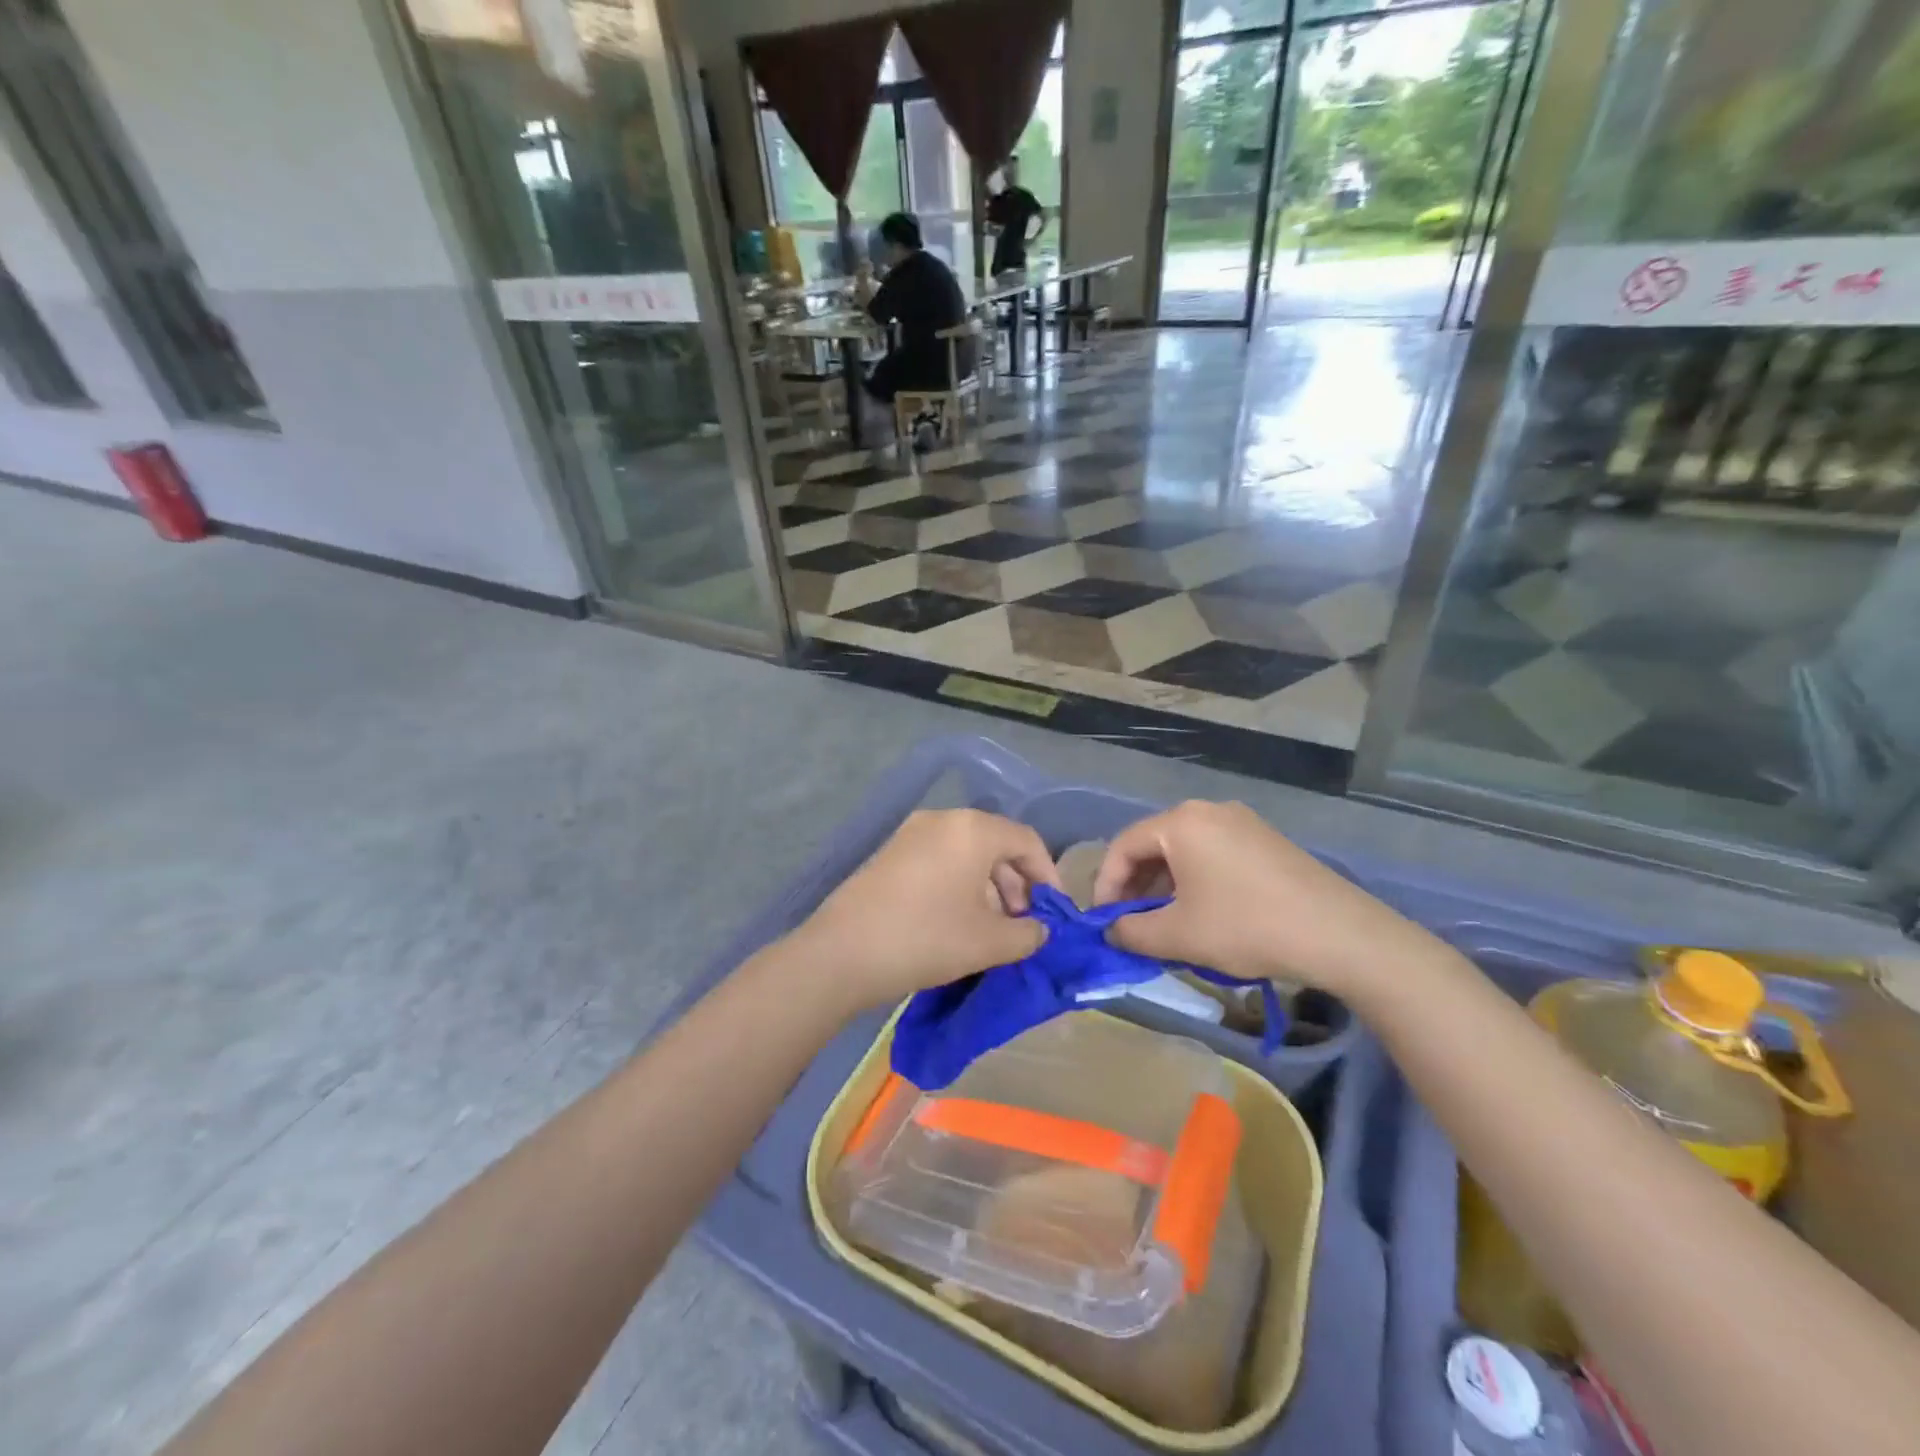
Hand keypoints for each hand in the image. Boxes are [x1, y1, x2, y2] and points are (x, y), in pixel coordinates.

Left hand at [795, 810, 1059, 1012]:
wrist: (841, 953)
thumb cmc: (926, 939)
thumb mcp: (989, 942)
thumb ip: (1028, 934)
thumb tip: (1039, 930)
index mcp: (972, 829)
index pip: (1026, 840)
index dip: (1048, 875)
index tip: (1055, 911)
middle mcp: (942, 820)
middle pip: (995, 843)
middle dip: (1017, 883)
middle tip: (1022, 924)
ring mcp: (910, 833)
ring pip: (966, 853)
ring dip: (988, 887)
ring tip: (991, 928)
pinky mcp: (889, 853)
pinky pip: (939, 860)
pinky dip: (958, 884)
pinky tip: (956, 921)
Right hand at [1093, 801, 1426, 997]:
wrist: (1339, 934)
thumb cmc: (1246, 927)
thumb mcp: (1178, 935)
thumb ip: (1131, 932)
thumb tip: (1110, 931)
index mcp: (1181, 822)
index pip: (1123, 846)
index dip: (1105, 884)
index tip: (1103, 921)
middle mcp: (1208, 811)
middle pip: (1153, 844)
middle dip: (1134, 886)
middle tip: (1129, 923)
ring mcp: (1241, 822)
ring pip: (1183, 850)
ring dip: (1163, 886)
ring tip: (1163, 923)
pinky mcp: (1265, 840)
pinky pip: (1212, 853)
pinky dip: (1193, 880)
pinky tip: (1201, 913)